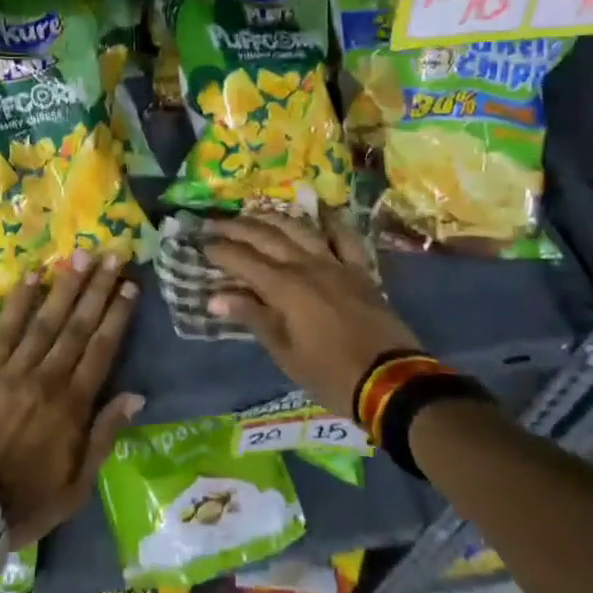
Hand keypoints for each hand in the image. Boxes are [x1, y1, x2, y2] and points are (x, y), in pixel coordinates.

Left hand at [0, 251, 144, 547]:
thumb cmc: (26, 503)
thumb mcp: (78, 485)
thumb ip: (105, 435)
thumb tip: (135, 395)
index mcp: (73, 406)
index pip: (102, 349)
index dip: (117, 314)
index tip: (130, 285)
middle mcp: (47, 379)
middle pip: (77, 325)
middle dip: (96, 288)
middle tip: (111, 255)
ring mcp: (12, 371)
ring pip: (44, 320)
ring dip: (64, 286)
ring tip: (79, 255)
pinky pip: (3, 330)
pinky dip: (17, 302)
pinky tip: (30, 276)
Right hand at [205, 211, 417, 418]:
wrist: (391, 382)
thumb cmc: (330, 374)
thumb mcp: (284, 353)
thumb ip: (252, 317)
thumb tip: (214, 298)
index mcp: (284, 287)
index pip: (242, 260)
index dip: (219, 250)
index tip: (201, 244)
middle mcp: (306, 265)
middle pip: (266, 237)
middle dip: (236, 228)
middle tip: (215, 222)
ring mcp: (335, 264)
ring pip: (299, 229)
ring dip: (273, 218)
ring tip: (254, 213)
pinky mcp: (360, 270)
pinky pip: (345, 237)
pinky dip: (332, 221)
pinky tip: (320, 210)